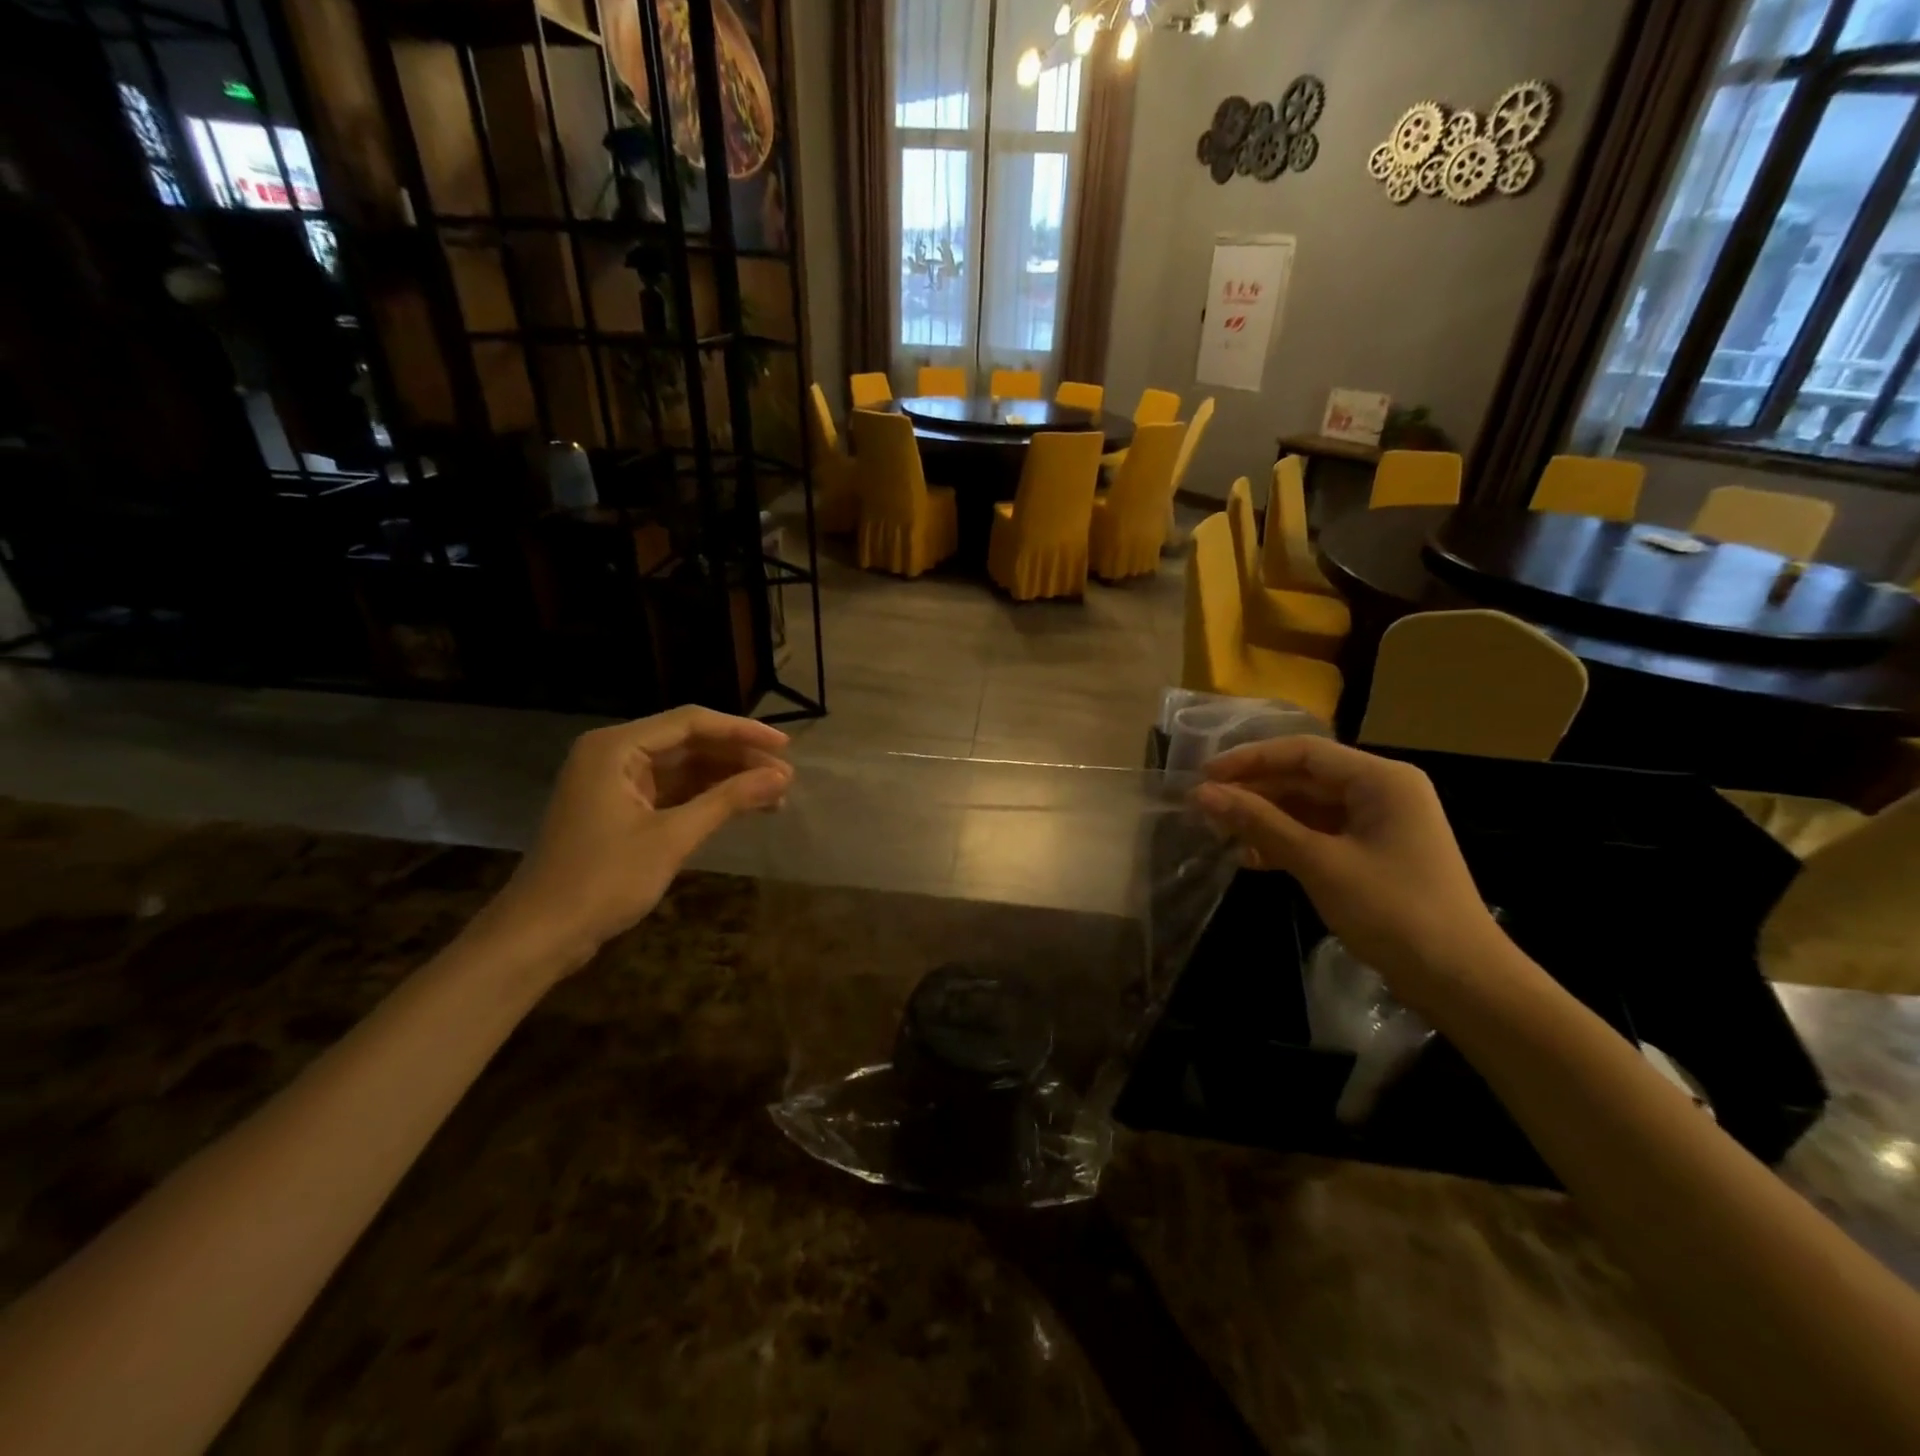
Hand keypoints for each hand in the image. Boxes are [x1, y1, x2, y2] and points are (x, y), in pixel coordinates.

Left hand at [479, 708, 791, 973]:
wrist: (540, 935)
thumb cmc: (603, 880)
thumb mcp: (672, 837)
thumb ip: (728, 800)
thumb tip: (781, 777)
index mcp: (616, 747)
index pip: (691, 722)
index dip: (743, 732)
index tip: (785, 747)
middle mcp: (614, 754)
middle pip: (689, 743)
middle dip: (738, 759)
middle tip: (785, 778)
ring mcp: (615, 783)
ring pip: (684, 769)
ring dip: (727, 780)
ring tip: (774, 796)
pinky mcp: (620, 810)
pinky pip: (672, 792)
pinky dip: (706, 799)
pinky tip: (742, 808)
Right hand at [1192, 737, 1505, 1009]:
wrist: (1462, 981)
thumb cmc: (1394, 912)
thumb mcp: (1319, 863)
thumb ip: (1259, 823)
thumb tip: (1202, 794)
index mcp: (1381, 780)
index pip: (1303, 752)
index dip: (1249, 760)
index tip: (1203, 776)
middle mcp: (1382, 791)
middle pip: (1304, 776)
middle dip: (1254, 791)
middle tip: (1205, 807)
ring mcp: (1379, 823)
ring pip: (1308, 807)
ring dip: (1266, 818)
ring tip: (1220, 832)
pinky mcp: (1373, 853)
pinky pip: (1320, 833)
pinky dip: (1287, 842)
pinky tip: (1252, 858)